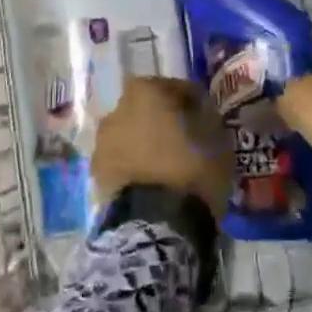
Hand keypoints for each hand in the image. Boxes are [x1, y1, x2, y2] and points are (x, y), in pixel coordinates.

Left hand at [92, 76, 232, 218]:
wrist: (157, 223)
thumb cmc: (192, 169)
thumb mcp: (216, 137)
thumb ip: (205, 116)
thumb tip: (198, 112)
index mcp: (145, 91)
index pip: (176, 88)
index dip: (193, 102)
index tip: (206, 118)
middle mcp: (117, 109)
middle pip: (147, 109)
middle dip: (162, 121)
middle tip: (184, 140)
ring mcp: (102, 142)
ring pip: (130, 135)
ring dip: (144, 143)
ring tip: (165, 164)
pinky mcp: (95, 174)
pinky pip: (121, 161)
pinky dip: (133, 166)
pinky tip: (150, 181)